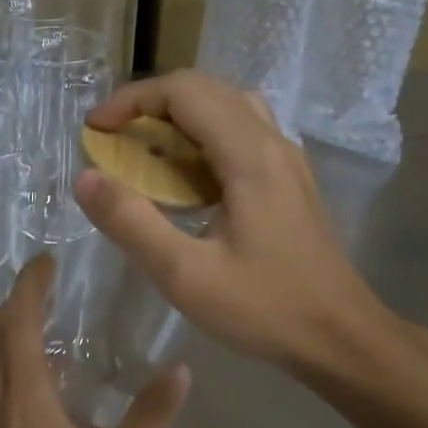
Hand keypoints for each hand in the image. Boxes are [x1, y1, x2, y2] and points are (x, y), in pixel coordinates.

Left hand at [0, 254, 189, 427]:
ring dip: (6, 331)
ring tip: (45, 323)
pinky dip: (11, 362)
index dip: (29, 286)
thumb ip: (151, 414)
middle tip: (43, 287)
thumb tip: (180, 369)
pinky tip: (46, 381)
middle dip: (11, 302)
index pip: (17, 324)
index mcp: (27, 397)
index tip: (46, 261)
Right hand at [73, 70, 398, 380]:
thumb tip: (84, 178)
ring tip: (144, 152)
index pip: (184, 90)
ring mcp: (285, 159)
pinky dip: (200, 137)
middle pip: (205, 89)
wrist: (342, 338)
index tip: (95, 130)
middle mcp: (271, 142)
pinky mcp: (288, 179)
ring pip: (226, 107)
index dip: (132, 100)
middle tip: (113, 140)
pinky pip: (240, 132)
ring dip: (178, 117)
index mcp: (249, 155)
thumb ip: (131, 223)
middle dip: (150, 105)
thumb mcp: (185, 274)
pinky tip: (183, 179)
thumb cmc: (266, 308)